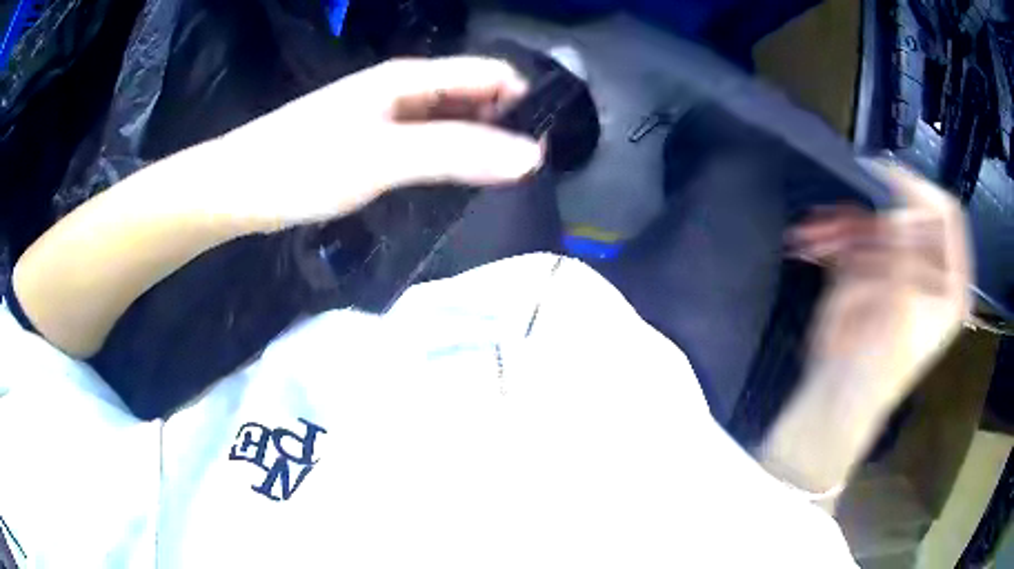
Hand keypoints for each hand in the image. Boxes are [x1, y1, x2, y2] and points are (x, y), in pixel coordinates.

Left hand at [213, 57, 543, 230]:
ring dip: (480, 145)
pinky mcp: (372, 145)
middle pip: (474, 96)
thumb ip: (457, 152)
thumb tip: (532, 156)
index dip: (526, 100)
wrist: (241, 188)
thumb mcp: (384, 157)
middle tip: (532, 174)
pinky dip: (449, 159)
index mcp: (411, 78)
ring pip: (451, 122)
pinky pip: (426, 144)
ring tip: (504, 184)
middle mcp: (404, 90)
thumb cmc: (305, 165)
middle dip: (507, 126)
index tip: (551, 144)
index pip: (490, 73)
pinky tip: (456, 185)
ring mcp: (386, 118)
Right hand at [760, 161, 970, 494]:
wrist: (839, 400)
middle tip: (839, 217)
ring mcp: (899, 265)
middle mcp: (929, 267)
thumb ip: (906, 260)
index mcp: (950, 284)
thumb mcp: (898, 315)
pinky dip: (831, 237)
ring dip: (843, 225)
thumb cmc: (875, 370)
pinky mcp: (871, 269)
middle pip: (907, 216)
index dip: (919, 191)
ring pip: (876, 223)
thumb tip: (899, 215)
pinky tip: (809, 242)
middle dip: (872, 215)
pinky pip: (854, 238)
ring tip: (812, 235)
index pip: (947, 216)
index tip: (884, 177)